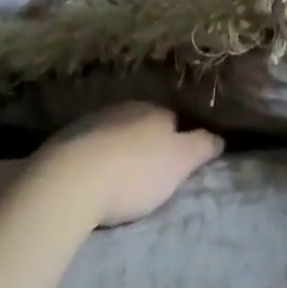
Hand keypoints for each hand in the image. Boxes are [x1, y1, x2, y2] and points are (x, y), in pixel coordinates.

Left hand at [31, 103, 223, 228]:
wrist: (71, 181)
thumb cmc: (135, 172)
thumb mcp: (180, 162)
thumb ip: (202, 147)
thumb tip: (220, 136)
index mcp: (155, 110)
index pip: (174, 119)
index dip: (178, 139)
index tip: (177, 162)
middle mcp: (126, 107)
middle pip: (143, 124)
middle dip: (147, 143)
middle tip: (149, 173)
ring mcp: (93, 121)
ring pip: (115, 133)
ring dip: (119, 150)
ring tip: (119, 179)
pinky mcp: (66, 141)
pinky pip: (89, 147)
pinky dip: (95, 159)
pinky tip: (91, 179)